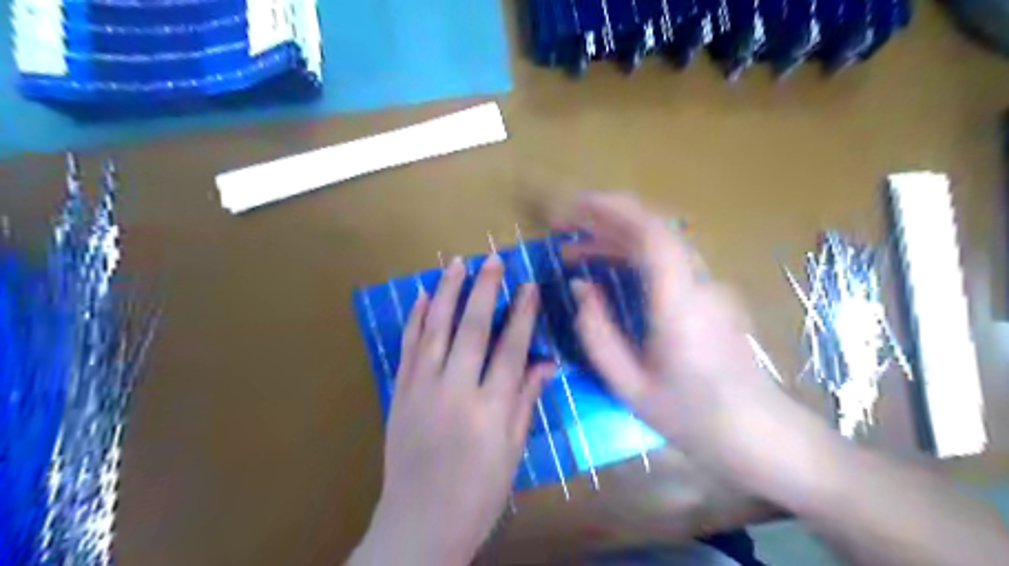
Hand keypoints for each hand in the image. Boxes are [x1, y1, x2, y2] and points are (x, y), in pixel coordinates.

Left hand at [347, 257, 550, 564]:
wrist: (419, 524)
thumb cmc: (477, 493)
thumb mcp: (513, 452)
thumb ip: (526, 401)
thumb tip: (546, 362)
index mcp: (490, 409)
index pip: (511, 349)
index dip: (522, 314)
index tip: (529, 286)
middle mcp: (455, 391)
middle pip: (472, 329)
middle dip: (484, 290)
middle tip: (493, 260)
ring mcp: (422, 389)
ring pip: (435, 329)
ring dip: (446, 292)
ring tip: (456, 264)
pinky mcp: (400, 393)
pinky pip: (407, 348)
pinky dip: (414, 319)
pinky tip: (420, 296)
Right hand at [559, 192, 804, 486]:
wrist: (755, 431)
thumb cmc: (690, 415)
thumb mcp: (628, 384)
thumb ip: (597, 332)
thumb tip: (581, 286)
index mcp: (680, 305)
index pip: (652, 234)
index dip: (612, 210)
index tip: (573, 209)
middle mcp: (700, 283)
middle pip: (655, 229)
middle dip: (605, 219)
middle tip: (563, 228)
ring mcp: (710, 285)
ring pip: (660, 243)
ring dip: (615, 238)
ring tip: (575, 253)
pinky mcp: (710, 293)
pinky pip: (668, 261)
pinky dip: (632, 255)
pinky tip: (608, 270)